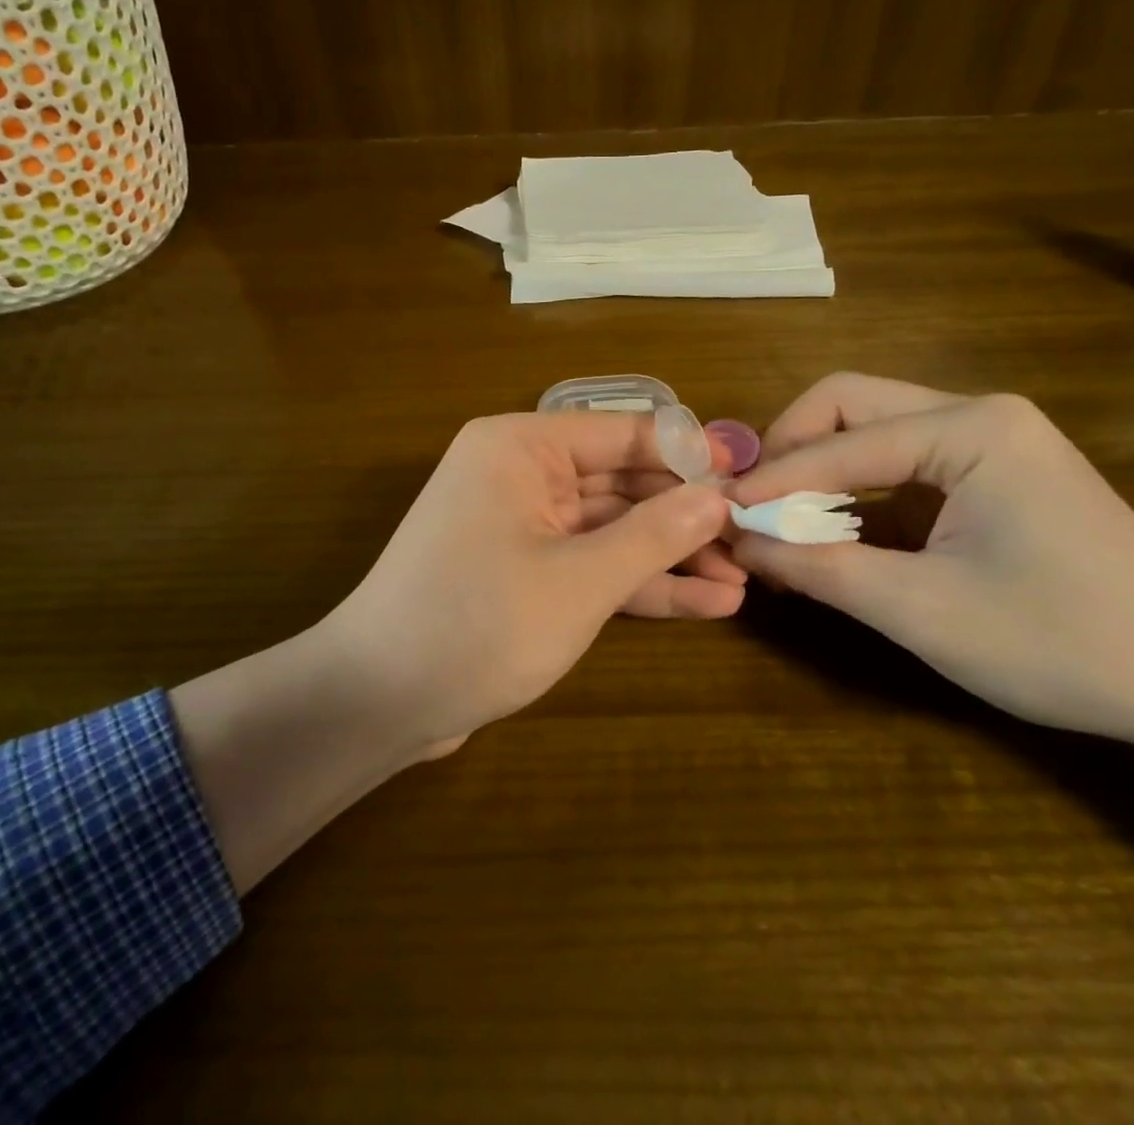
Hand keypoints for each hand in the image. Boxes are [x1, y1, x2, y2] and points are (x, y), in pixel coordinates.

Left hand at [323, 411, 740, 750]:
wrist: (379, 701)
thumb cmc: (477, 623)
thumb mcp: (577, 580)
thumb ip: (652, 534)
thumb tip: (717, 496)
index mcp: (520, 447)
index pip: (622, 434)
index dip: (688, 455)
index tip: (748, 478)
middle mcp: (521, 474)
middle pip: (621, 482)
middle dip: (684, 515)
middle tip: (754, 538)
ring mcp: (522, 526)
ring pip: (611, 529)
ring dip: (670, 555)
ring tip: (742, 579)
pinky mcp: (525, 573)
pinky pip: (590, 564)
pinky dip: (639, 583)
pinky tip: (706, 603)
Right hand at [727, 373, 1133, 744]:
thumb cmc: (1063, 644)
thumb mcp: (922, 611)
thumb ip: (819, 568)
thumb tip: (737, 541)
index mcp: (972, 428)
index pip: (840, 439)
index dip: (772, 480)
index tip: (717, 515)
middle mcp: (976, 413)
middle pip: (848, 406)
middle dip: (789, 455)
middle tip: (751, 508)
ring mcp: (986, 440)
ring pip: (867, 432)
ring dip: (816, 476)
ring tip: (777, 527)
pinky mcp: (987, 472)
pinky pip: (896, 465)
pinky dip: (852, 496)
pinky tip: (828, 535)